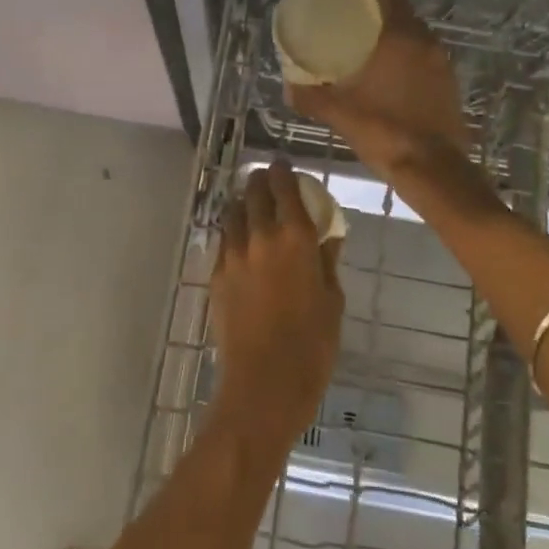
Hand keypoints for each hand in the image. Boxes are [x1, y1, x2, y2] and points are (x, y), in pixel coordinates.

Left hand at [209, 161, 343, 451]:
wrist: (264, 384)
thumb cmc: (312, 345)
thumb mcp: (333, 300)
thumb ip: (328, 262)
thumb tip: (329, 237)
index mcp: (296, 237)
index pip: (285, 187)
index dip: (284, 171)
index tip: (284, 165)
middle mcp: (260, 236)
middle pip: (253, 192)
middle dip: (261, 181)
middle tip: (267, 181)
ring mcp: (233, 255)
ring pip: (233, 213)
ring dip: (243, 203)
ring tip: (251, 206)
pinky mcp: (216, 275)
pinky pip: (223, 241)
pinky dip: (233, 232)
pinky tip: (241, 242)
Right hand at [290, 0, 473, 182]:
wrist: (434, 169)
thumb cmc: (385, 132)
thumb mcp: (340, 114)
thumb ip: (311, 98)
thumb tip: (288, 88)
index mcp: (401, 38)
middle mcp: (426, 42)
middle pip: (403, 12)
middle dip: (379, 12)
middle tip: (351, 22)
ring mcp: (442, 63)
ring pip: (416, 36)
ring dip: (395, 36)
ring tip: (368, 48)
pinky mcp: (450, 84)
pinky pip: (426, 57)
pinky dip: (408, 58)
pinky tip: (390, 76)